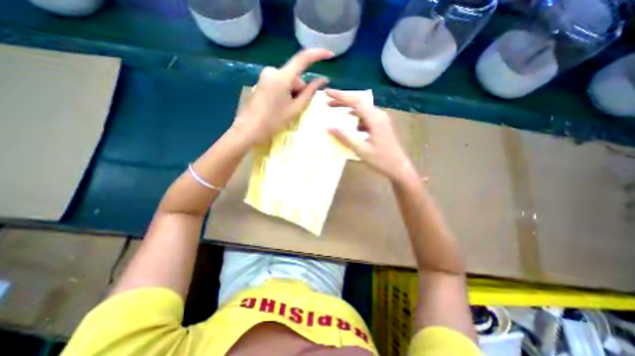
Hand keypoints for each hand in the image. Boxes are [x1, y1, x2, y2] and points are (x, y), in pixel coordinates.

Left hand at [232, 48, 332, 144]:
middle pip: (295, 77)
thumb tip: (323, 80)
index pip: (303, 59)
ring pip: (288, 81)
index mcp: (282, 77)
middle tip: (295, 108)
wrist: (248, 129)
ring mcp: (265, 76)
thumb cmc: (273, 121)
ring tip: (286, 109)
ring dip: (292, 93)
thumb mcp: (295, 109)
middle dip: (299, 91)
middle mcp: (272, 71)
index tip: (329, 55)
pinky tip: (279, 106)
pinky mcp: (261, 82)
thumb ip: (310, 92)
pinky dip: (284, 93)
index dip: (318, 54)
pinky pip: (280, 84)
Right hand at [325, 89, 413, 183]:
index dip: (340, 96)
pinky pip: (365, 118)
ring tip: (335, 113)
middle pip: (358, 104)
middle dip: (342, 102)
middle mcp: (378, 115)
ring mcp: (380, 120)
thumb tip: (329, 127)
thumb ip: (345, 137)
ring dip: (348, 111)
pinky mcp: (380, 125)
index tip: (326, 93)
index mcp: (375, 119)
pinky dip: (355, 120)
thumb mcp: (361, 150)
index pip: (355, 102)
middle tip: (327, 104)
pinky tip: (350, 126)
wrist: (398, 167)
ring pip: (361, 111)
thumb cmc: (381, 160)